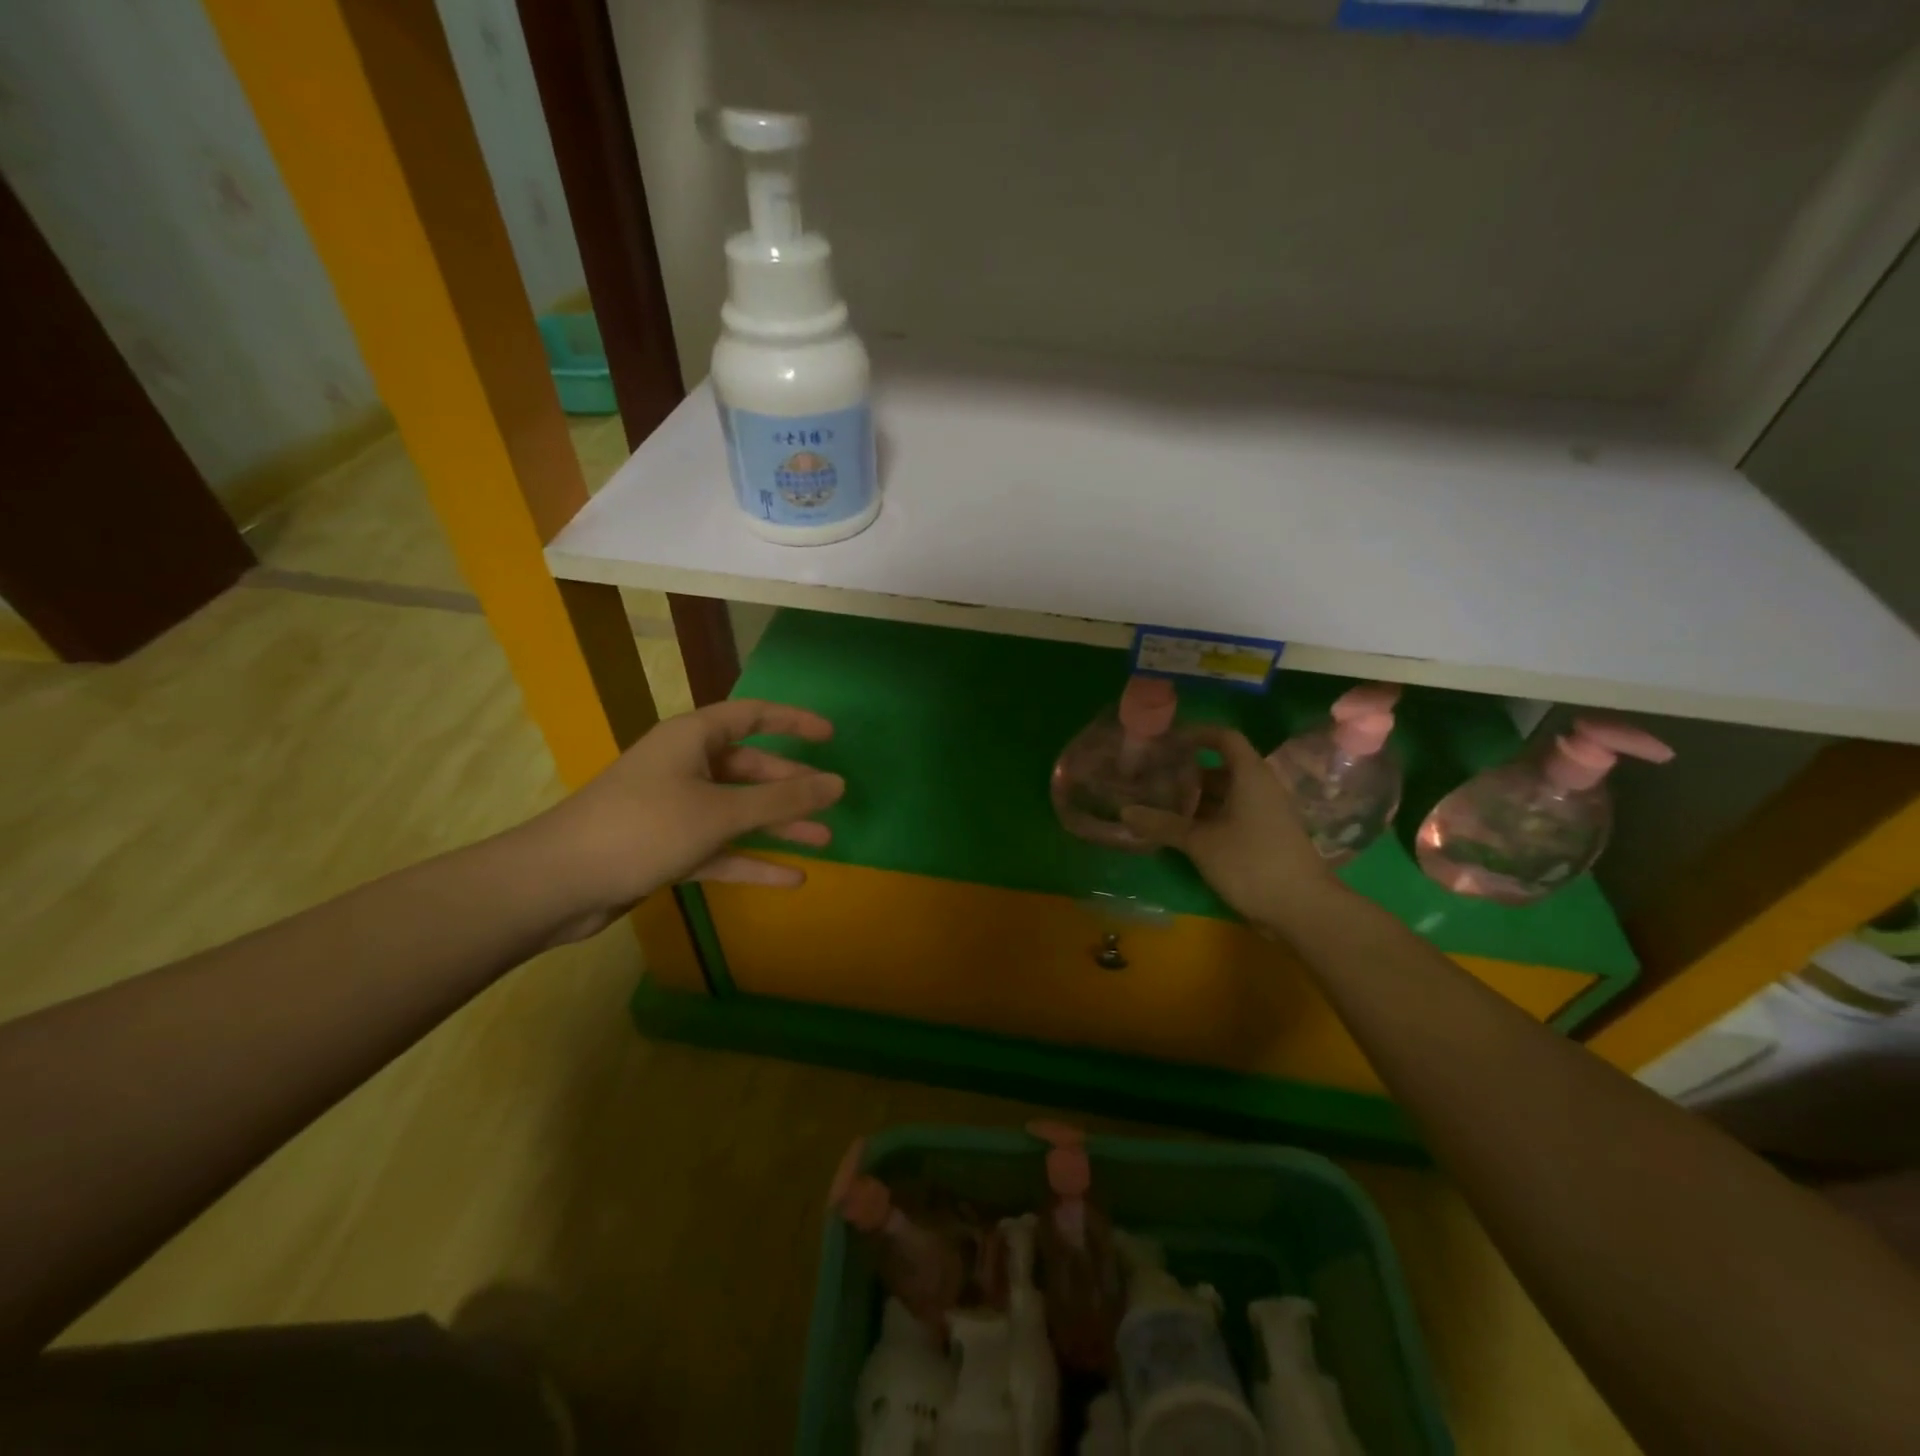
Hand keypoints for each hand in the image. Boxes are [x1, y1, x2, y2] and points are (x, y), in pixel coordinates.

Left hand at [521, 699, 843, 941]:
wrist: (558, 884)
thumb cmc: (644, 828)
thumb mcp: (720, 812)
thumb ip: (782, 800)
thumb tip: (838, 784)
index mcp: (692, 739)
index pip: (752, 715)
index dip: (793, 721)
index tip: (830, 737)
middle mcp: (685, 767)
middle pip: (750, 768)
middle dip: (792, 787)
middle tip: (831, 803)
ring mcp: (675, 809)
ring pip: (739, 811)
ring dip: (779, 826)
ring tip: (824, 841)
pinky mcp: (667, 847)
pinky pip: (721, 847)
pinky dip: (752, 860)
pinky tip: (791, 878)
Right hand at [1121, 725, 1341, 929]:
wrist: (1304, 909)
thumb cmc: (1252, 862)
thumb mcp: (1201, 842)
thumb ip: (1163, 824)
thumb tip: (1124, 811)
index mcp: (1250, 776)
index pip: (1224, 738)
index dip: (1196, 734)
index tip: (1166, 741)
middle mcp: (1260, 788)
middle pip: (1221, 768)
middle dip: (1187, 771)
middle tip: (1153, 776)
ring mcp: (1264, 814)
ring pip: (1225, 794)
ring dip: (1195, 798)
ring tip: (1160, 804)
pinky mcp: (1264, 837)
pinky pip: (1231, 815)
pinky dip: (1206, 817)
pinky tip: (1181, 831)